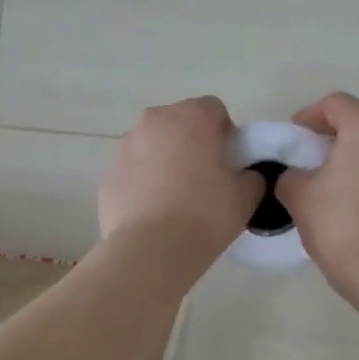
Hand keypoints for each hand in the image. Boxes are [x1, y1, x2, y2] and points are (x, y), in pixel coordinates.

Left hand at [98, 96, 261, 263]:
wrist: (151, 250)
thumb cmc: (205, 215)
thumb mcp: (246, 196)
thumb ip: (251, 177)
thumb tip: (244, 176)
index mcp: (191, 117)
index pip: (213, 110)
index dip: (225, 134)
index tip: (228, 164)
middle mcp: (153, 122)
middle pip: (178, 124)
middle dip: (190, 144)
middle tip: (203, 181)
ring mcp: (124, 147)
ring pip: (151, 147)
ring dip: (164, 162)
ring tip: (175, 201)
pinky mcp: (107, 176)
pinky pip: (132, 173)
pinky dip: (142, 185)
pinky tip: (153, 214)